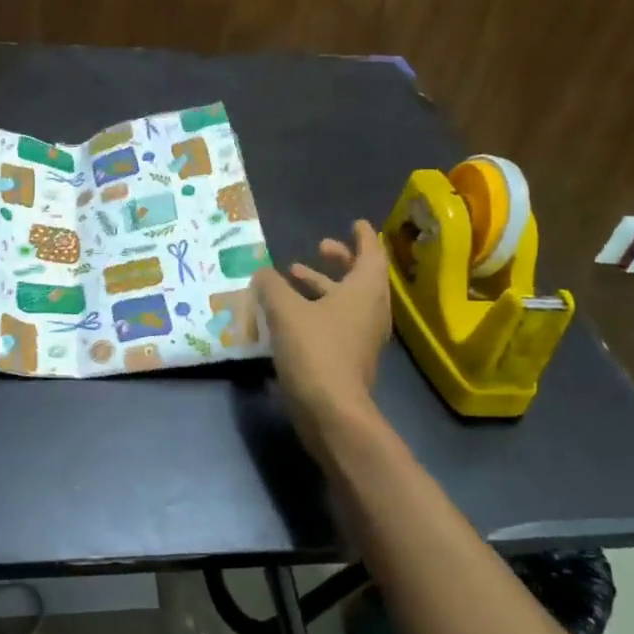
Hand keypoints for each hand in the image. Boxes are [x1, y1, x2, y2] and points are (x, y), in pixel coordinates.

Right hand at [251, 220, 389, 457]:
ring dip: (324, 284)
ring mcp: (363, 336)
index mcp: (365, 290)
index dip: (362, 236)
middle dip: (340, 259)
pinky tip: (289, 312)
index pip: (371, 252)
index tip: (353, 223)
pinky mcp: (350, 356)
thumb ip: (272, 286)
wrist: (332, 411)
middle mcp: (371, 309)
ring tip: (293, 275)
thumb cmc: (315, 351)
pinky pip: (338, 320)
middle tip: (320, 247)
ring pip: (347, 299)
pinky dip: (319, 308)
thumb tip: (262, 273)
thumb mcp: (285, 311)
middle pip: (361, 275)